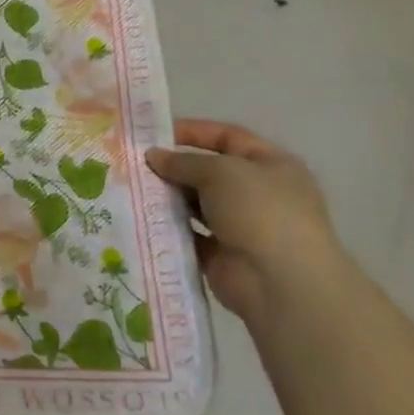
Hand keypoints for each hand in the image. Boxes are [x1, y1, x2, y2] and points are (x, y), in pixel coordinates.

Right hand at [145, 119, 350, 322]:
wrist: (280, 282)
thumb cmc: (259, 211)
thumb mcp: (220, 171)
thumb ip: (183, 161)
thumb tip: (153, 156)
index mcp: (271, 165)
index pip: (228, 137)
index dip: (193, 132)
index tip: (154, 133)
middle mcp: (260, 194)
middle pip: (209, 172)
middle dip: (174, 167)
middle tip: (135, 164)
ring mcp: (243, 227)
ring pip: (197, 205)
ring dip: (169, 198)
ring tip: (133, 190)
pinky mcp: (223, 257)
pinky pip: (191, 236)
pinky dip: (170, 229)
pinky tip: (142, 219)